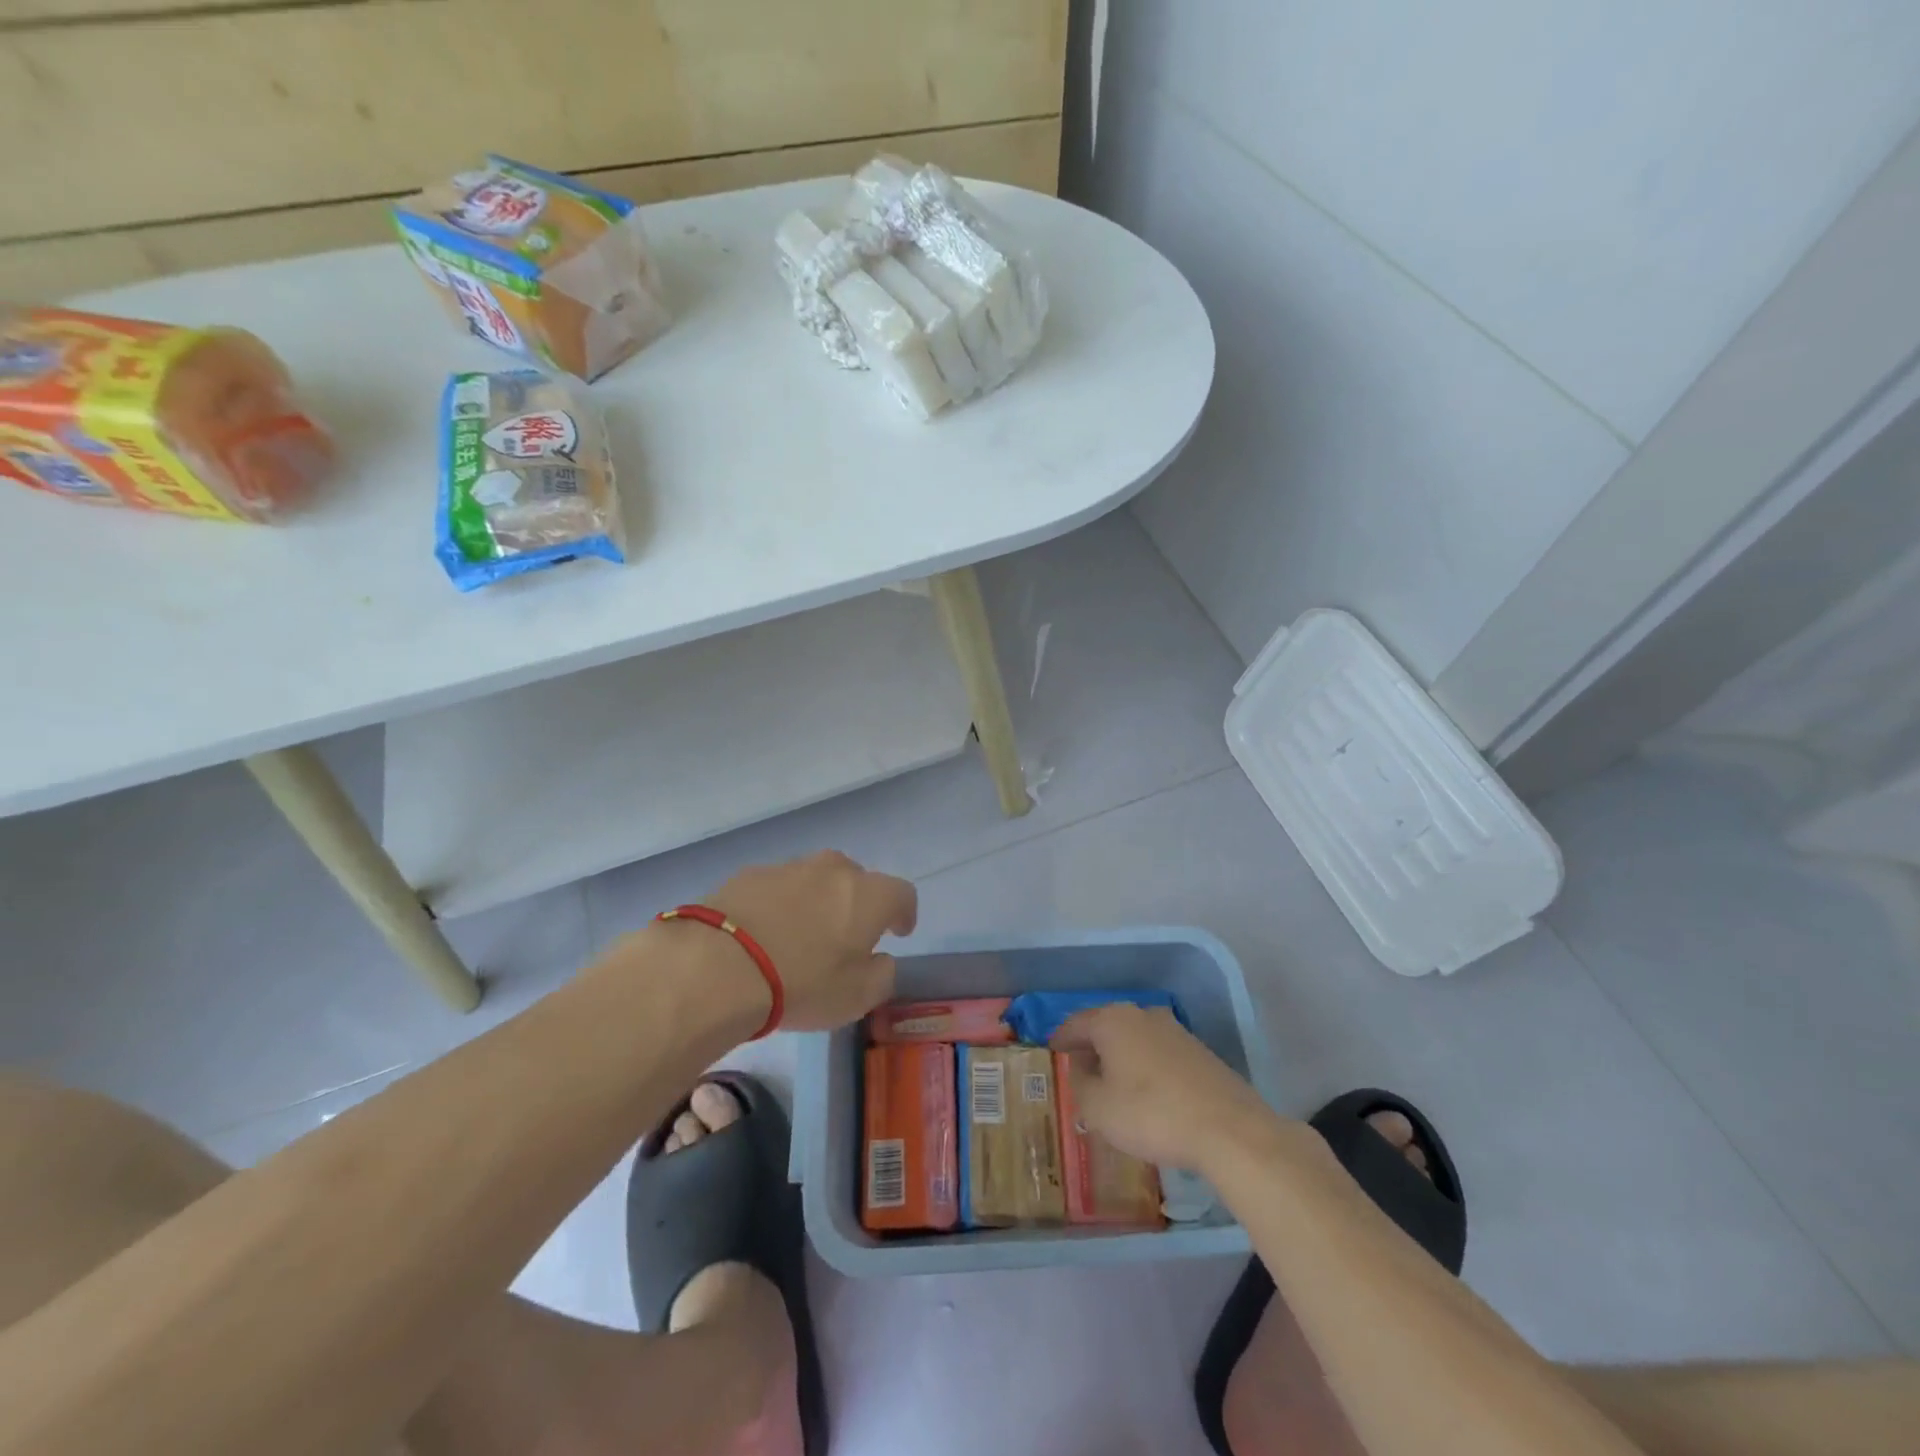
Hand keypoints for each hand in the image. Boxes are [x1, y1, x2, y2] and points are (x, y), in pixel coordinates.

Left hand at [704, 850, 917, 1032]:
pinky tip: (763, 933)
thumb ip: (881, 974)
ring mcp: (789, 867)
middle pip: (856, 879)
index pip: (902, 894)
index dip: (904, 913)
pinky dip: (779, 904)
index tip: (898, 932)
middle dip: (856, 903)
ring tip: (799, 935)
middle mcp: (834, 870)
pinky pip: (777, 887)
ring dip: (815, 902)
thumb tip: (880, 959)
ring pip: (814, 880)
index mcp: (869, 895)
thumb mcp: (857, 997)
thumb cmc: (802, 983)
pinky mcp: (750, 874)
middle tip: (845, 935)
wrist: (719, 965)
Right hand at [1051, 1003, 1278, 1170]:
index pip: (1075, 1023)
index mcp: (1112, 1020)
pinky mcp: (1199, 1052)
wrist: (1228, 1130)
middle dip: (1091, 1048)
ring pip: (1135, 1040)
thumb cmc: (1151, 1114)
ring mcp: (1175, 1031)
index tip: (1051, 1053)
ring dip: (1120, 1058)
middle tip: (1079, 1072)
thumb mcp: (1097, 1108)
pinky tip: (1147, 1096)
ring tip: (1112, 1087)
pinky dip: (1145, 1068)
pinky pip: (1158, 1054)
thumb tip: (1081, 1069)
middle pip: (1106, 1027)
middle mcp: (1142, 1015)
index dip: (1060, 1039)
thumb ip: (1079, 1084)